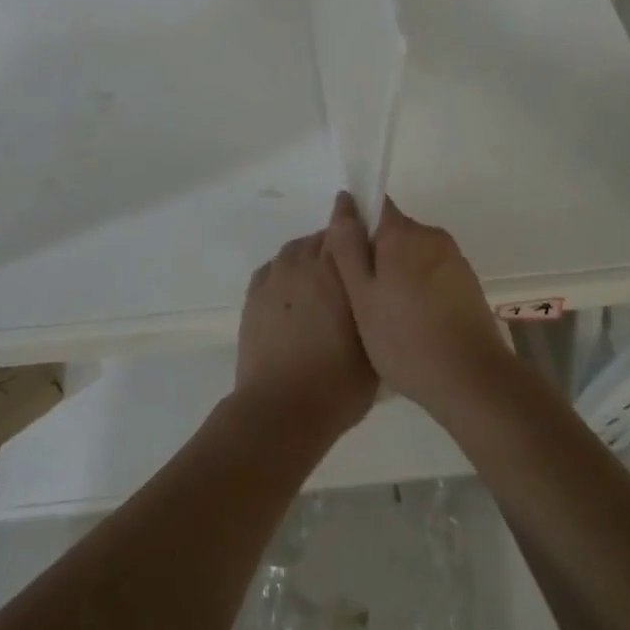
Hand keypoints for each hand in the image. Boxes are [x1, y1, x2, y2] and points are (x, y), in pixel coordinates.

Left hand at [233, 230, 377, 447]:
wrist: (280, 410)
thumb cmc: (338, 384)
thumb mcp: (375, 345)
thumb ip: (374, 305)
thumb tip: (375, 287)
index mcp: (335, 270)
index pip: (345, 226)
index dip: (354, 220)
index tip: (363, 220)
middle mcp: (302, 263)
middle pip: (321, 239)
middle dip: (335, 248)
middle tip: (346, 274)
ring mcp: (274, 277)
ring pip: (296, 251)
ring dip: (309, 259)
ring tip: (318, 287)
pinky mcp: (253, 293)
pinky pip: (274, 269)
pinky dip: (285, 275)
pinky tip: (292, 297)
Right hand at [326, 192, 514, 416]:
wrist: (474, 382)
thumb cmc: (406, 339)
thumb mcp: (362, 296)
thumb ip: (348, 246)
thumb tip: (345, 200)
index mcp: (402, 233)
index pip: (374, 205)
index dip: (356, 226)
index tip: (348, 261)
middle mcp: (430, 235)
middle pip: (393, 231)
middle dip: (376, 256)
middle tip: (363, 299)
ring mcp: (454, 258)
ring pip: (412, 254)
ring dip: (397, 274)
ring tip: (388, 317)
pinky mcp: (468, 283)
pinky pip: (432, 273)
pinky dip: (419, 289)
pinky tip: (414, 324)